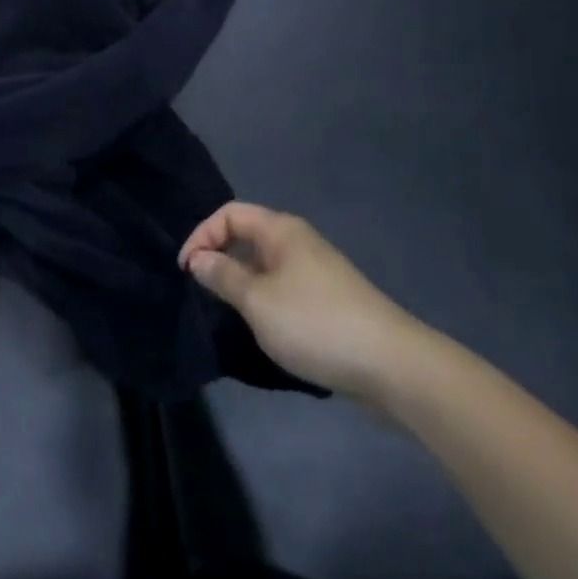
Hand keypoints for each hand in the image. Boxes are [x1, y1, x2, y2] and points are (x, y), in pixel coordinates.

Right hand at [179, 202, 435, 402]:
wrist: (391, 365)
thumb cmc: (314, 323)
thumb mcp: (257, 301)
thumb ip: (222, 276)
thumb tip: (198, 258)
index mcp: (280, 230)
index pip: (229, 213)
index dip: (201, 235)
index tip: (186, 270)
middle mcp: (298, 241)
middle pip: (247, 234)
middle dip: (219, 256)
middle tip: (201, 289)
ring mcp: (316, 270)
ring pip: (265, 264)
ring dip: (241, 280)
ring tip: (226, 310)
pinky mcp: (328, 300)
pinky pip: (282, 286)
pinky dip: (263, 298)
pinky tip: (262, 326)